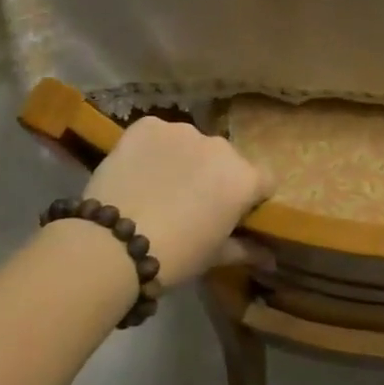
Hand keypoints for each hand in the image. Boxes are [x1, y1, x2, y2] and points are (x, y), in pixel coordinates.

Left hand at [79, 117, 273, 287]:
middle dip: (215, 176)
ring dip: (184, 160)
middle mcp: (220, 146)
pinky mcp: (147, 125)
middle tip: (191, 204)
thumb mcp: (214, 256)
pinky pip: (157, 134)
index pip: (264, 181)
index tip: (233, 214)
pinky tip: (137, 172)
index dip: (251, 198)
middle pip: (226, 159)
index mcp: (244, 178)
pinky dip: (152, 149)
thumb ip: (246, 250)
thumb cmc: (176, 256)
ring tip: (158, 188)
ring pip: (191, 144)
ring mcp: (182, 131)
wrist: (113, 244)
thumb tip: (270, 259)